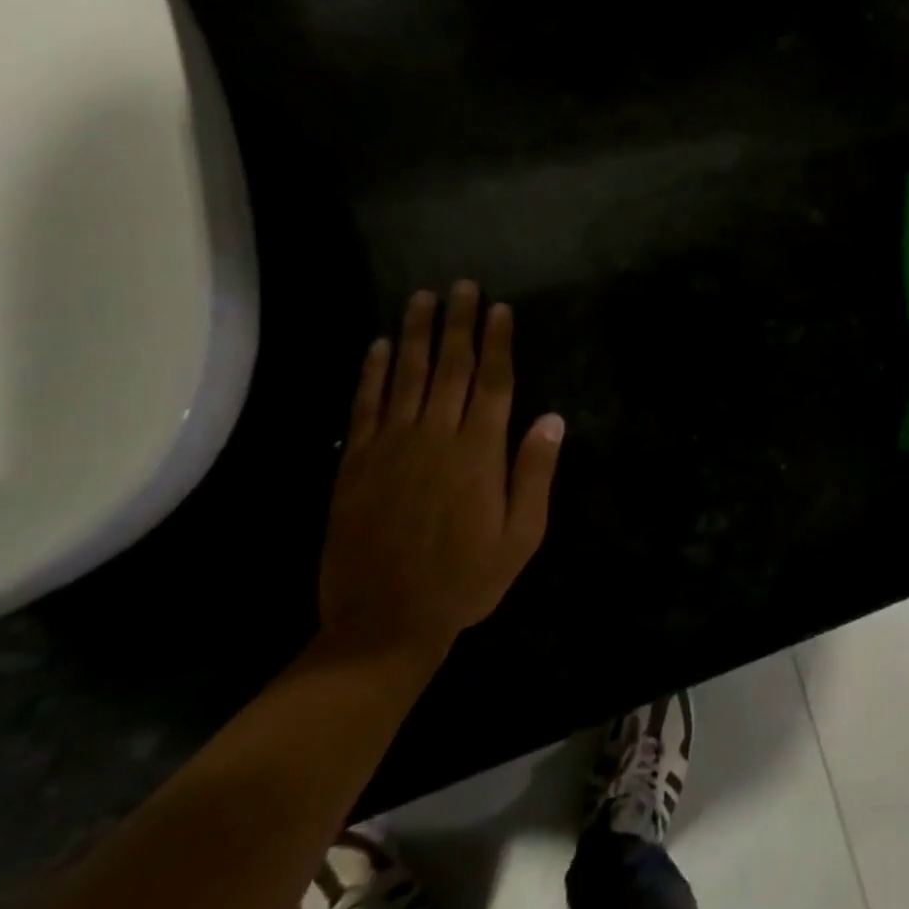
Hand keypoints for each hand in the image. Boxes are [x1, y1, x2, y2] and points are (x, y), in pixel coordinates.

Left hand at [318, 283, 563, 665]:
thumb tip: (552, 418)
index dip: (497, 342)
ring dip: (415, 333)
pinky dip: (372, 372)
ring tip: (422, 297)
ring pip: (407, 375)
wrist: (383, 623)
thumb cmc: (465, 580)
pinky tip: (378, 345)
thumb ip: (534, 473)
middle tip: (463, 285)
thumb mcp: (521, 536)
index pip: (493, 382)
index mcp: (479, 452)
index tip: (499, 308)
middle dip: (458, 323)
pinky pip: (366, 405)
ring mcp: (392, 446)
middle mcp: (436, 436)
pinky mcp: (357, 462)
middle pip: (450, 366)